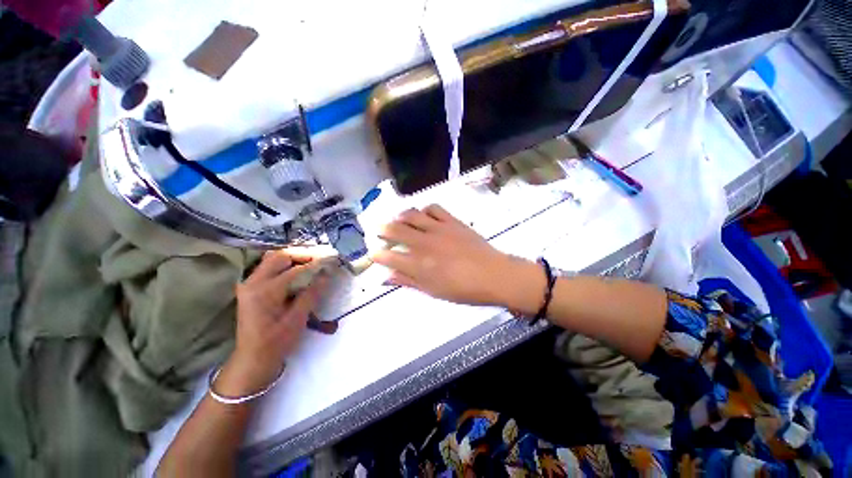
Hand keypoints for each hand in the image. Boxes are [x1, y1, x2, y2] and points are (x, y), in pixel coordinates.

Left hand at [216, 252, 328, 396]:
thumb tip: (327, 274)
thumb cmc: (277, 342)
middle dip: (302, 255)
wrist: (253, 358)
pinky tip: (297, 270)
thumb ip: (312, 294)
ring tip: (311, 262)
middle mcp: (253, 282)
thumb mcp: (297, 319)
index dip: (315, 264)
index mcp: (265, 291)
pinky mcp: (250, 288)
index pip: (295, 269)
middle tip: (321, 258)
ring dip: (293, 258)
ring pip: (273, 259)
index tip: (331, 260)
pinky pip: (268, 267)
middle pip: (280, 256)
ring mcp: (249, 284)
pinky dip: (285, 264)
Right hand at [373, 205, 541, 308]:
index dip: (376, 254)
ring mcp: (438, 229)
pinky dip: (424, 209)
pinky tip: (424, 216)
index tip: (374, 253)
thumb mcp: (433, 291)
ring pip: (411, 214)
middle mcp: (423, 244)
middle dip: (382, 229)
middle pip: (394, 230)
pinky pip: (433, 208)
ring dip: (400, 216)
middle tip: (379, 230)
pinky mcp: (451, 221)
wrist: (493, 275)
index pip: (388, 256)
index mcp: (418, 265)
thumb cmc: (463, 289)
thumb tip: (386, 278)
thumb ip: (408, 282)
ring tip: (398, 219)